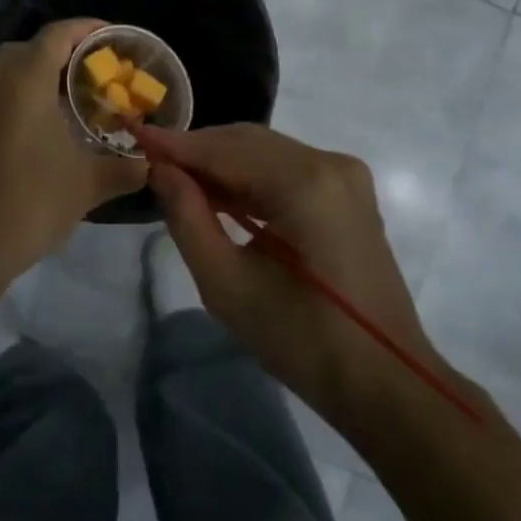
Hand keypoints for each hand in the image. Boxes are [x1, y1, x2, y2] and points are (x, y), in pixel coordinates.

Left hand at [0, 18, 148, 287]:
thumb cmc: (32, 201)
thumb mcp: (89, 184)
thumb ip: (126, 169)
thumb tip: (153, 164)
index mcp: (26, 80)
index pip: (58, 34)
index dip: (88, 29)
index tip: (114, 38)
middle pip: (32, 47)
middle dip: (65, 51)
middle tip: (96, 70)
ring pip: (11, 70)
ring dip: (42, 74)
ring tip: (77, 96)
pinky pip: (0, 93)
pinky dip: (25, 95)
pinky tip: (49, 126)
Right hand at [140, 123, 450, 429]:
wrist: (384, 381)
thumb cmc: (302, 340)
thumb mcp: (228, 285)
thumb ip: (188, 218)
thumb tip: (160, 170)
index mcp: (305, 182)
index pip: (226, 149)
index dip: (177, 146)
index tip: (136, 139)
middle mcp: (329, 163)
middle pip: (248, 142)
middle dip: (199, 152)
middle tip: (154, 167)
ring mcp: (345, 174)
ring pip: (267, 152)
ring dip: (223, 164)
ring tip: (180, 184)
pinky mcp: (349, 191)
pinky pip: (288, 168)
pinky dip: (252, 177)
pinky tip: (223, 197)